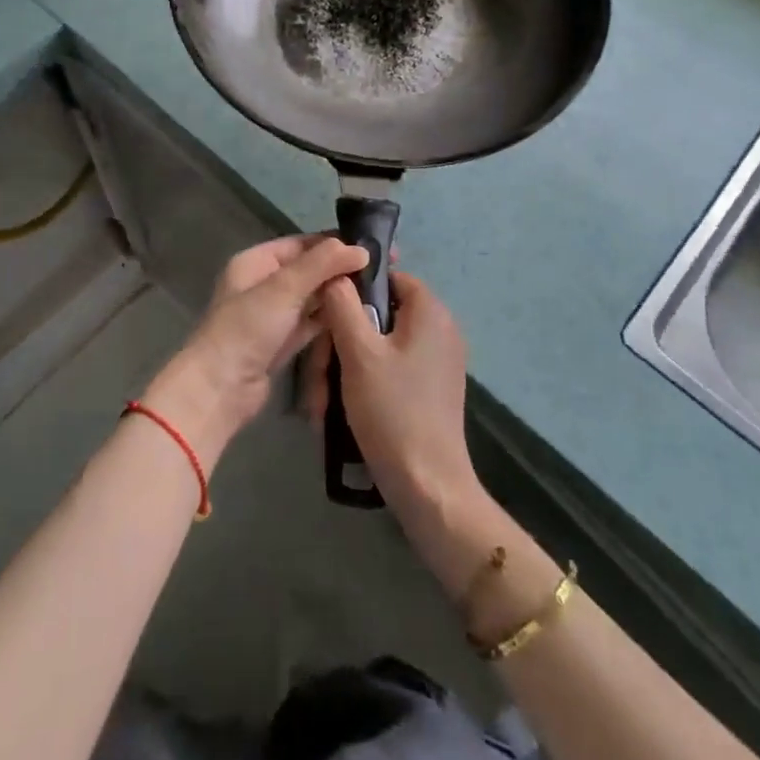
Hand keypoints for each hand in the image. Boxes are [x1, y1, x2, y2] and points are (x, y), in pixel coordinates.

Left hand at [144, 236, 368, 466]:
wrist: (220, 388)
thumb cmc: (247, 328)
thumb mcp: (284, 288)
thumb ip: (321, 264)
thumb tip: (360, 249)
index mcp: (256, 262)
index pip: (302, 244)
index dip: (335, 243)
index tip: (373, 247)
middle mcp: (264, 284)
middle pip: (309, 270)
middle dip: (341, 269)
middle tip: (383, 271)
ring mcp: (273, 315)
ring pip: (312, 297)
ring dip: (338, 294)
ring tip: (378, 291)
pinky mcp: (282, 342)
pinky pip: (311, 322)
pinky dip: (330, 318)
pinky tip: (358, 316)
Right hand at [302, 271, 484, 530]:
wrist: (428, 487)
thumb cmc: (392, 410)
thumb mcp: (358, 352)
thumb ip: (343, 304)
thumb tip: (336, 273)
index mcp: (430, 311)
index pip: (388, 277)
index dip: (353, 288)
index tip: (325, 313)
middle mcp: (440, 330)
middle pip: (380, 315)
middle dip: (343, 338)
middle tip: (319, 370)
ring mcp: (438, 362)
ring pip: (380, 345)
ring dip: (348, 365)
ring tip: (323, 399)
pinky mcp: (431, 389)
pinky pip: (391, 369)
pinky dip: (365, 381)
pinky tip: (342, 407)